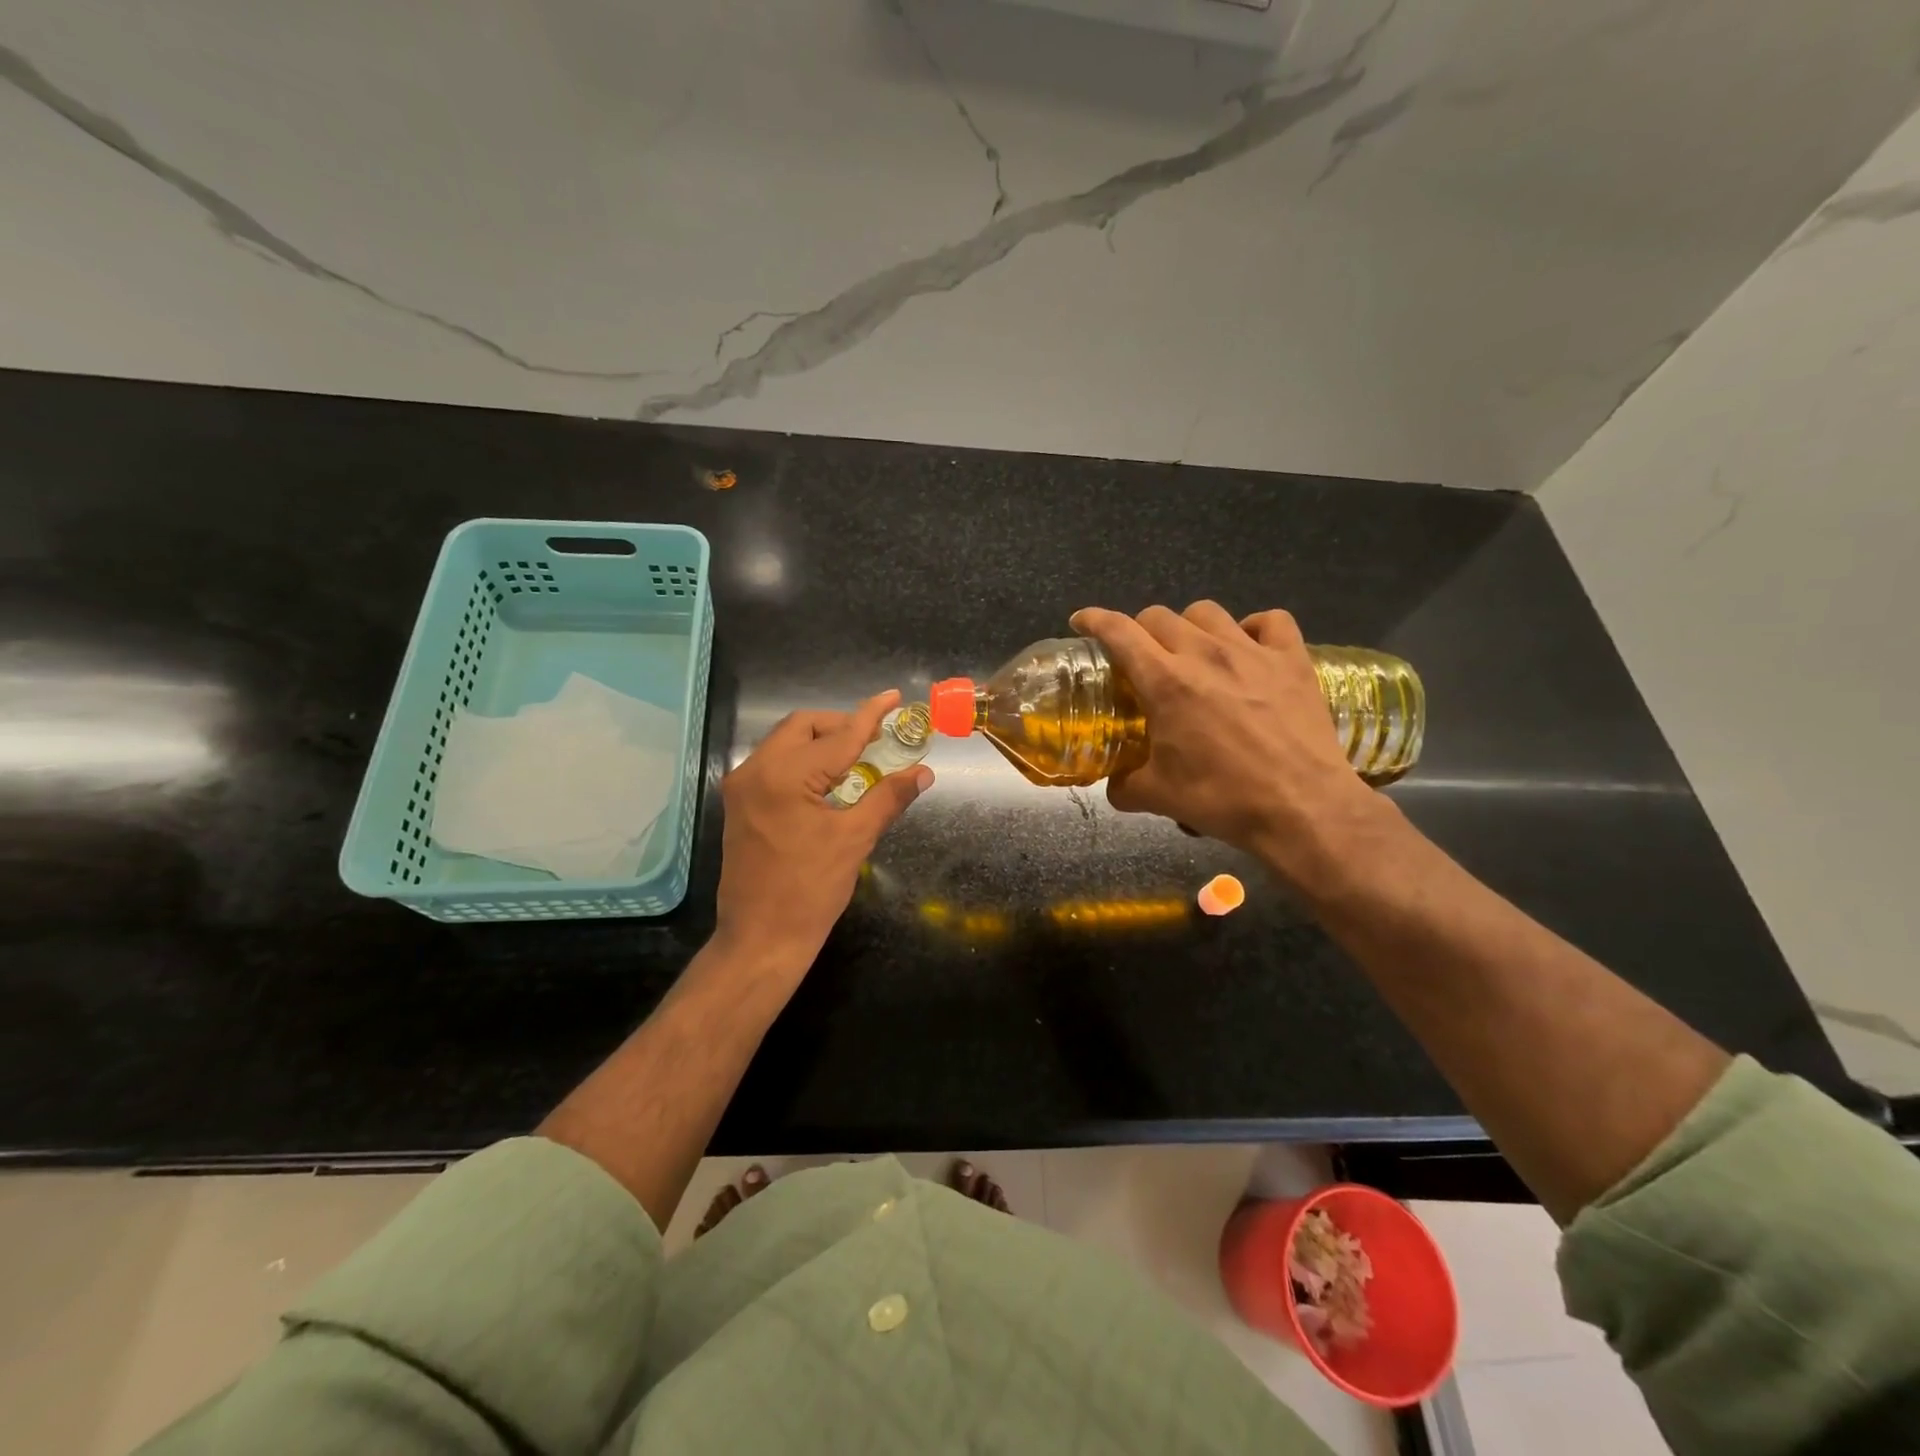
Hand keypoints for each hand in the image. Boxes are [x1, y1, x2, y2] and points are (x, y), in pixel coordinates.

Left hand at [714, 689, 932, 971]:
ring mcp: (742, 787)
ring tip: (857, 759)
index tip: (893, 697)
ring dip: (821, 742)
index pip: (838, 736)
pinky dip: (804, 761)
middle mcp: (755, 771)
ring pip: (785, 742)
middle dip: (841, 726)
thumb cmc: (810, 891)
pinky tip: (829, 781)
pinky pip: (775, 764)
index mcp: (783, 776)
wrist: (760, 939)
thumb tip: (922, 772)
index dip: (870, 715)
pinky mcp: (740, 804)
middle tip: (876, 739)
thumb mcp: (854, 840)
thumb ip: (888, 798)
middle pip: (802, 727)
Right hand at [1069, 603, 1380, 882]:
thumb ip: (1125, 786)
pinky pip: (1270, 621)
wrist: (1301, 808)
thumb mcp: (1159, 796)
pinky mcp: (1292, 660)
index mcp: (1165, 682)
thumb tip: (1114, 786)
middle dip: (1140, 630)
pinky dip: (1253, 628)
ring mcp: (1252, 652)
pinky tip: (1249, 647)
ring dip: (1189, 626)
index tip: (1082, 621)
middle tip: (1141, 656)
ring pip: (1208, 612)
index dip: (1094, 619)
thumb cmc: (1223, 799)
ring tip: (1192, 651)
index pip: (1119, 631)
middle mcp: (1204, 654)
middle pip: (1159, 616)